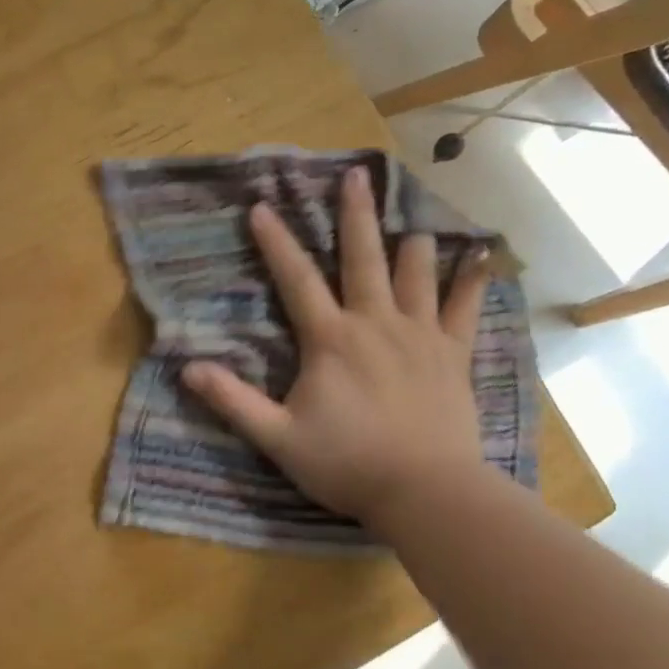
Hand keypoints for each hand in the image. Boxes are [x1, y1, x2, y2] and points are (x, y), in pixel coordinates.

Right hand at [180, 166, 492, 531]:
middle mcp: (376, 323)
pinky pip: (465, 308)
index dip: (275, 243)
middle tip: (355, 174)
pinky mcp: (453, 354)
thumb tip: (187, 369)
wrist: (428, 494)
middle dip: (356, 214)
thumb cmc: (348, 464)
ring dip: (413, 240)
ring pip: (417, 273)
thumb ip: (233, 401)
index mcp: (331, 339)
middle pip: (363, 257)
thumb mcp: (278, 437)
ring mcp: (420, 335)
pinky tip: (482, 254)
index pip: (296, 280)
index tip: (260, 207)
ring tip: (414, 211)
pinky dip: (472, 279)